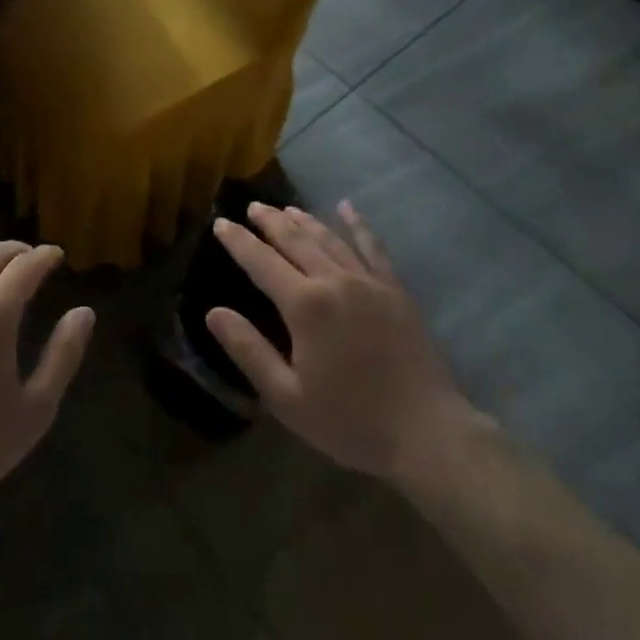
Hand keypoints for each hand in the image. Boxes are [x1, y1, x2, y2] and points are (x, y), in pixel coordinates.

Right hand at [205, 202, 475, 482]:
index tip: (220, 223)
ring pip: (329, 238)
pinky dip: (358, 224)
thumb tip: (213, 312)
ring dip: (304, 220)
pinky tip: (348, 208)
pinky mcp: (395, 290)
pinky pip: (372, 247)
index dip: (238, 241)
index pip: (261, 262)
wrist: (427, 433)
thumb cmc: (350, 421)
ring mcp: (368, 281)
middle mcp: (334, 281)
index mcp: (305, 306)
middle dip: (270, 221)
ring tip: (286, 208)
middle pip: (295, 240)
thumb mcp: (287, 397)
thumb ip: (249, 350)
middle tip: (252, 207)